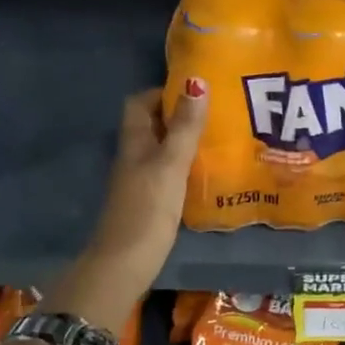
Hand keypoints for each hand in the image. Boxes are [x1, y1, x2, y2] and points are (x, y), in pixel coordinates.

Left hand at [54, 81, 208, 328]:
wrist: (125, 262)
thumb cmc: (148, 208)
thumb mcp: (170, 164)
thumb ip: (185, 127)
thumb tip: (196, 81)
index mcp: (134, 141)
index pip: (140, 102)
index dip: (163, 93)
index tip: (196, 93)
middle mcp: (133, 156)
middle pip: (152, 125)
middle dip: (180, 116)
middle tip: (216, 115)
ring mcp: (139, 181)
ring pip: (161, 150)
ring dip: (184, 143)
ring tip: (219, 140)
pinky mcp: (149, 203)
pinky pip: (167, 174)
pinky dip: (185, 168)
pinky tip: (207, 174)